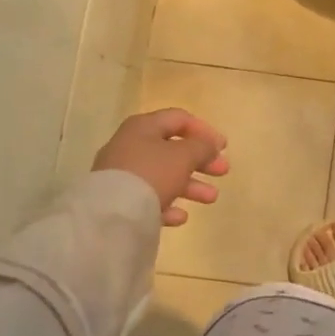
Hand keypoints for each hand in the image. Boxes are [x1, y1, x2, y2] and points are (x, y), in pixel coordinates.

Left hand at [92, 108, 228, 226]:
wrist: (111, 214)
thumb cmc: (152, 173)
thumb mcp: (184, 155)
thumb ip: (202, 147)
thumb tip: (208, 146)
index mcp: (144, 127)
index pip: (179, 119)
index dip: (204, 130)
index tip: (223, 147)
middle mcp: (130, 145)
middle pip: (172, 149)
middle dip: (201, 160)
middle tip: (223, 171)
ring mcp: (122, 174)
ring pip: (163, 175)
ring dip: (190, 185)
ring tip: (212, 198)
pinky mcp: (118, 200)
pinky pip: (148, 198)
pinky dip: (167, 204)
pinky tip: (181, 217)